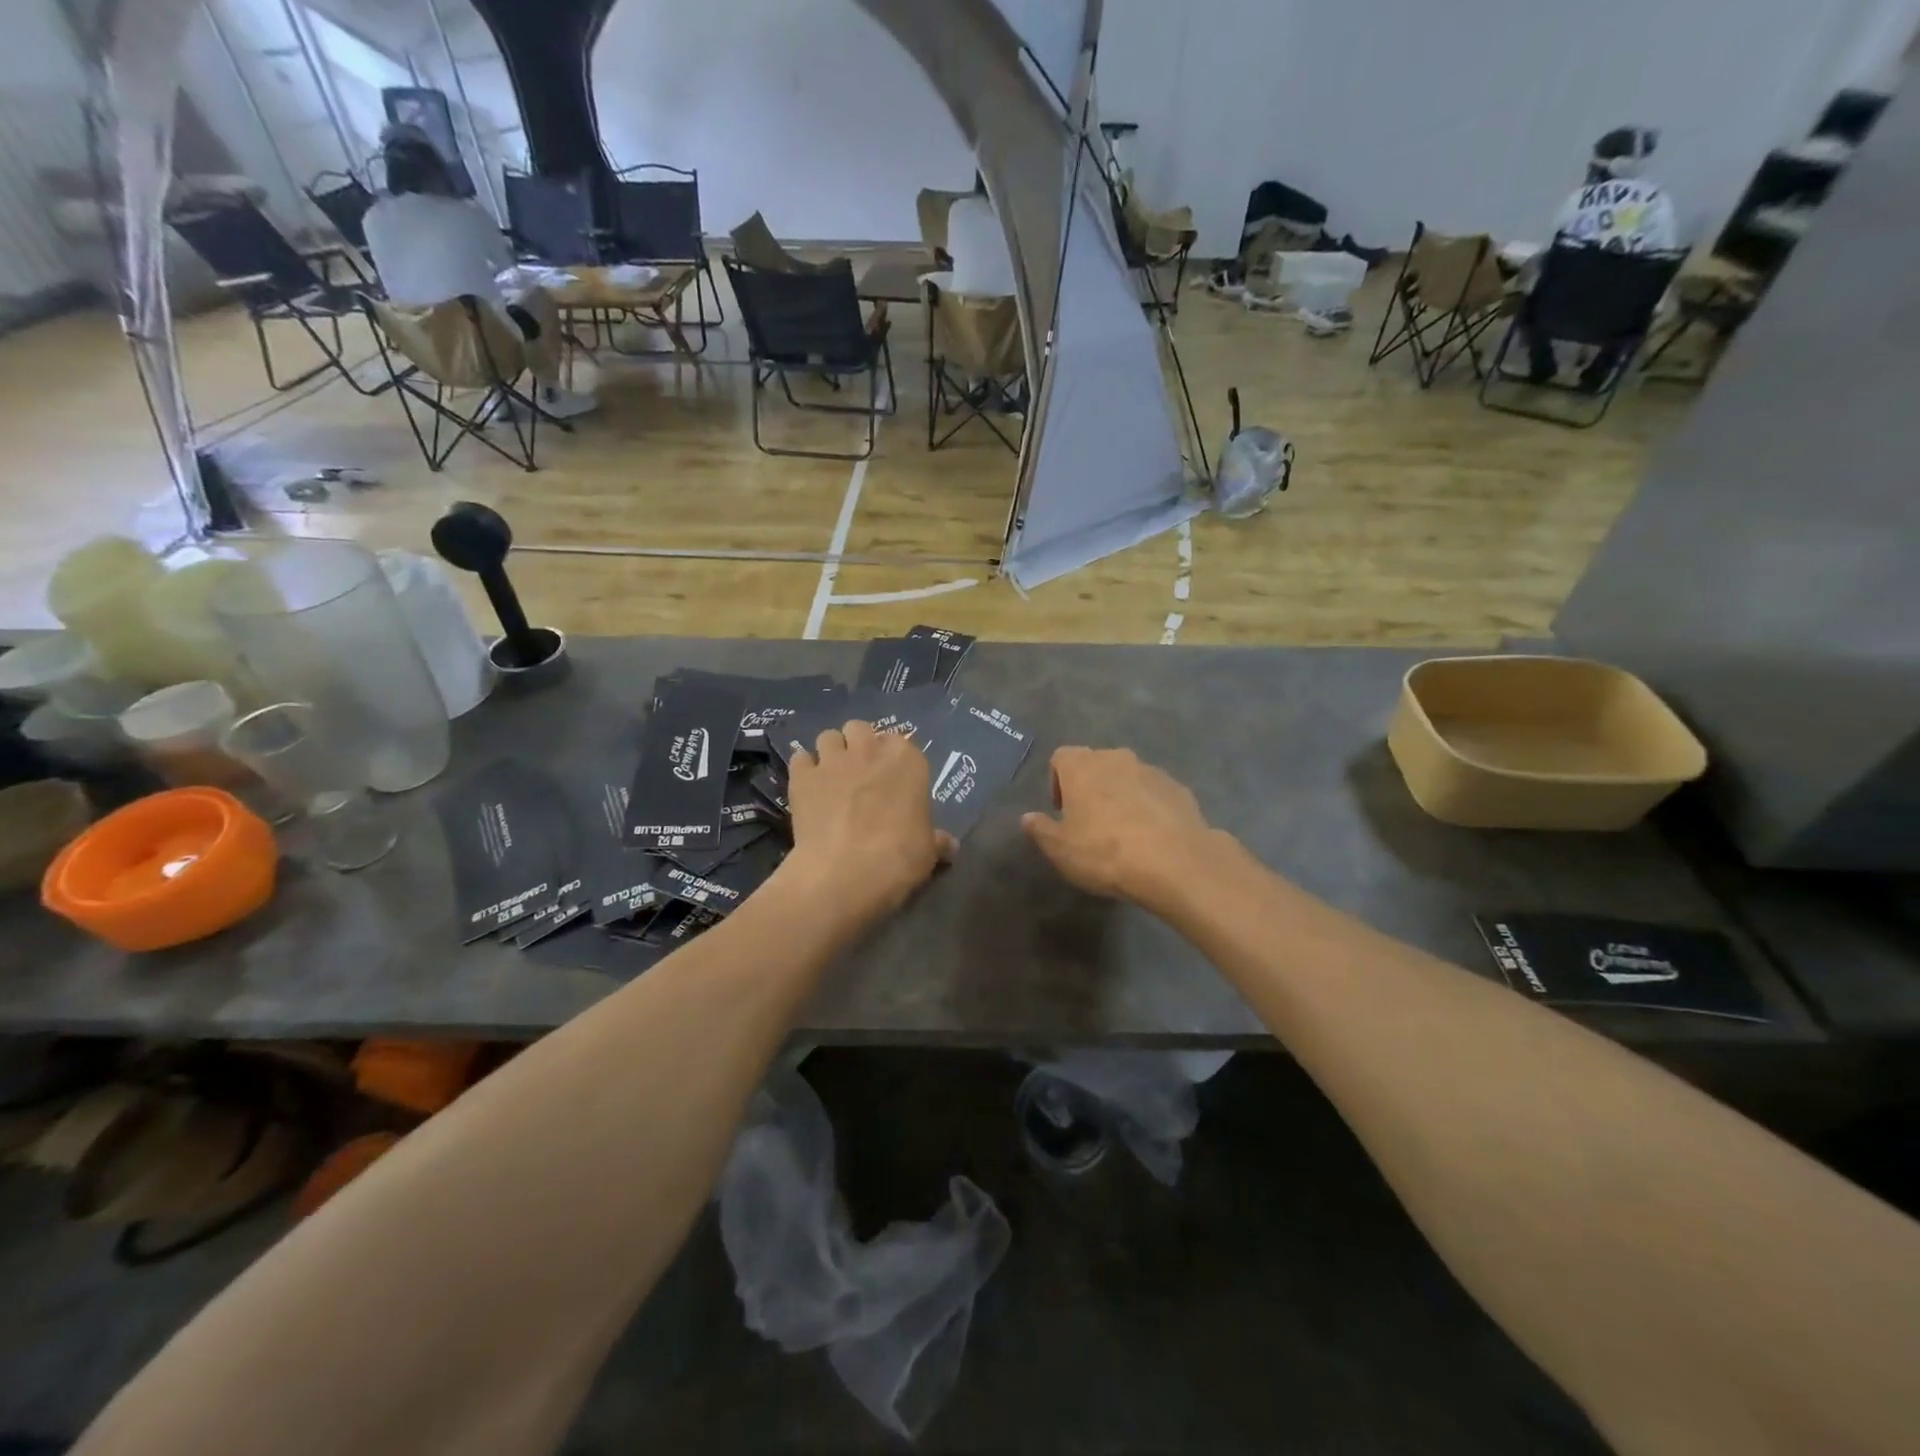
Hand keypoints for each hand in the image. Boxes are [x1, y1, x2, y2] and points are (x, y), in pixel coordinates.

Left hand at [784, 721, 956, 922]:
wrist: (847, 871)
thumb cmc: (900, 856)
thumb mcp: (928, 850)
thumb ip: (937, 839)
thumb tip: (950, 846)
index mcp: (907, 759)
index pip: (900, 741)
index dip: (892, 759)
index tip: (891, 778)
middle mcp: (869, 749)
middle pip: (860, 729)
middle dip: (859, 745)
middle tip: (860, 773)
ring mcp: (832, 760)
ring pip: (828, 737)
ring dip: (831, 752)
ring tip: (831, 776)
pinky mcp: (801, 777)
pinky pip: (800, 759)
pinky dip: (804, 769)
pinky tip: (807, 788)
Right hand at [1022, 746, 1220, 912]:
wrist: (1175, 863)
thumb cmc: (1105, 852)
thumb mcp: (1061, 850)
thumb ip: (1041, 829)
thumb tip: (1027, 817)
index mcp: (1082, 766)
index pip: (1061, 757)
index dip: (1056, 782)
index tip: (1062, 812)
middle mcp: (1116, 758)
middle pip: (1095, 764)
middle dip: (1090, 787)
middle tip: (1090, 822)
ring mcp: (1151, 771)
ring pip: (1127, 777)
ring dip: (1121, 796)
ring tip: (1124, 833)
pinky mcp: (1179, 788)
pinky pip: (1154, 792)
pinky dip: (1149, 807)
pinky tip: (1152, 838)